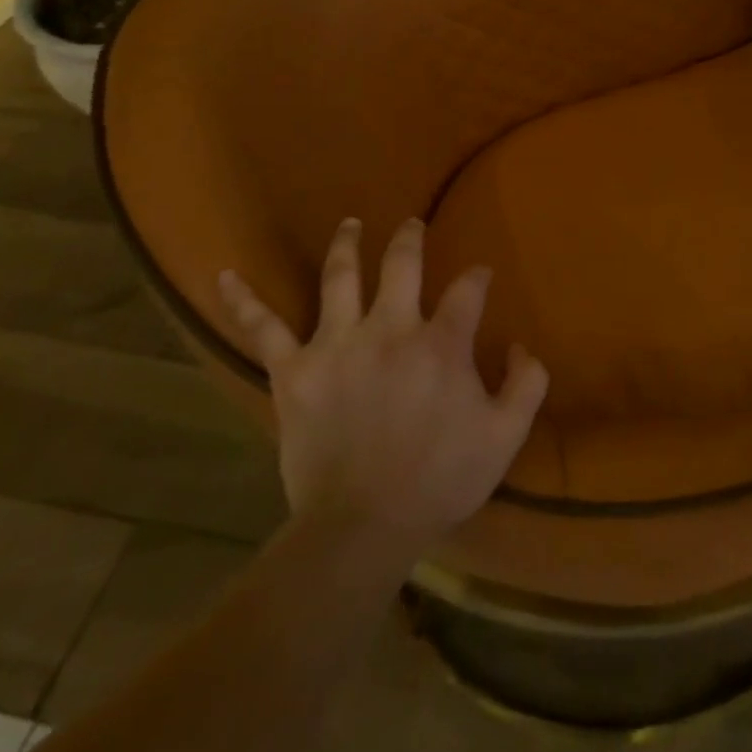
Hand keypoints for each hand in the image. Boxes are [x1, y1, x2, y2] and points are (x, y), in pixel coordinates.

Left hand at [217, 217, 548, 548]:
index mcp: (442, 343)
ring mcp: (337, 345)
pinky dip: (243, 301)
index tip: (481, 276)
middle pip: (402, 264)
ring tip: (351, 224)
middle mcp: (390, 329)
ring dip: (347, 244)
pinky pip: (263, 329)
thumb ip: (526, 384)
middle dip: (410, 239)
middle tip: (412, 225)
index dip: (478, 277)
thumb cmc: (440, 480)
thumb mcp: (506, 436)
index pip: (468, 290)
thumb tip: (519, 346)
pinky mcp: (294, 372)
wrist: (363, 527)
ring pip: (340, 277)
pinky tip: (225, 275)